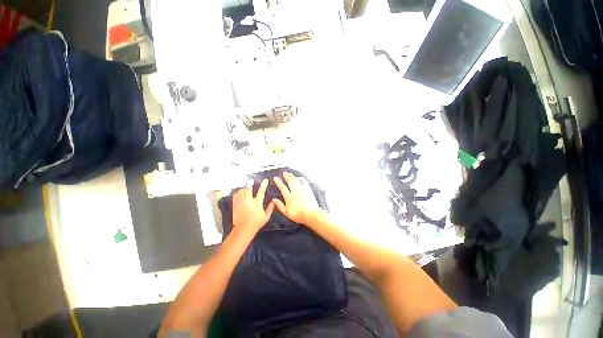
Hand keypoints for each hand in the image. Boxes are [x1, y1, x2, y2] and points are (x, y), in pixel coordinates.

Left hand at [232, 179, 274, 234]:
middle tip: (252, 180)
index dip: (264, 185)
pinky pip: (236, 195)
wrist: (243, 229)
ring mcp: (241, 202)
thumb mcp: (266, 217)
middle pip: (248, 189)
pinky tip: (240, 191)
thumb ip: (270, 208)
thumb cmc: (256, 223)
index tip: (265, 180)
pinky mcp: (235, 205)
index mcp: (257, 203)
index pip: (261, 191)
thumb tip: (273, 201)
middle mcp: (248, 201)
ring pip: (242, 191)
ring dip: (245, 187)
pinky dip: (238, 192)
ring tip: (247, 186)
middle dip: (250, 183)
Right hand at [272, 172, 321, 224]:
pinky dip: (300, 178)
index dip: (278, 182)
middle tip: (284, 173)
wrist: (310, 214)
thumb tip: (274, 200)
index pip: (282, 187)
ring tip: (289, 173)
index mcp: (288, 197)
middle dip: (286, 176)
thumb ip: (280, 206)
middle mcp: (295, 190)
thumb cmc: (298, 215)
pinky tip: (298, 177)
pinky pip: (303, 181)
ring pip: (296, 179)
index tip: (275, 178)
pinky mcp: (308, 189)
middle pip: (289, 181)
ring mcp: (302, 188)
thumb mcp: (286, 213)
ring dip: (292, 176)